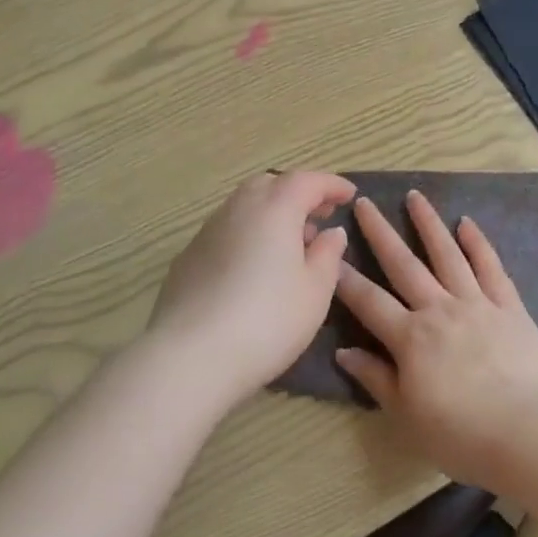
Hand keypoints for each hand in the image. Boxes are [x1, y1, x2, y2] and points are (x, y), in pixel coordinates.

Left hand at [145, 171, 355, 411]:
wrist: (190, 356)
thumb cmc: (267, 320)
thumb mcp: (315, 291)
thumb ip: (328, 254)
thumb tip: (331, 232)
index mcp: (275, 208)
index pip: (307, 181)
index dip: (331, 185)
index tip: (349, 195)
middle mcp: (238, 208)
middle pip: (271, 184)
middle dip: (297, 193)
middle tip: (319, 216)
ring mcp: (208, 231)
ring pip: (244, 206)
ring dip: (271, 213)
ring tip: (290, 243)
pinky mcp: (188, 256)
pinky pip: (226, 230)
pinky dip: (247, 234)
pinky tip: (254, 266)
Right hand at [333, 190, 537, 489]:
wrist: (526, 433)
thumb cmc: (460, 433)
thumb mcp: (406, 415)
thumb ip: (375, 378)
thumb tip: (344, 352)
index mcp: (410, 337)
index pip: (369, 301)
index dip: (346, 278)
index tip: (330, 253)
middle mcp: (438, 309)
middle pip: (403, 264)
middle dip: (379, 232)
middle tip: (363, 202)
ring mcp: (476, 302)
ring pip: (447, 254)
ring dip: (428, 224)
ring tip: (414, 196)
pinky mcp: (508, 306)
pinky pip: (491, 268)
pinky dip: (478, 243)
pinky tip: (466, 223)